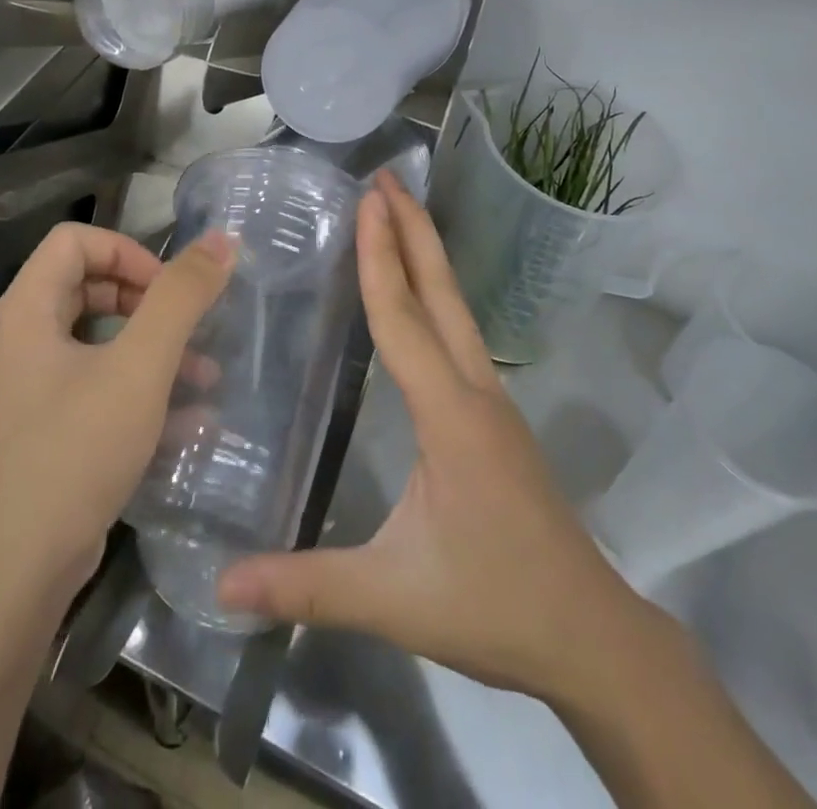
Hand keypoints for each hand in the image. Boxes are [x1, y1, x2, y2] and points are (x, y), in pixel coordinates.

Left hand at [0, 222, 234, 607]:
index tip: (168, 290)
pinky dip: (136, 386)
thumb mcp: (139, 368)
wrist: (16, 574)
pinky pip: (93, 383)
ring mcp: (28, 386)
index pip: (74, 240)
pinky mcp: (42, 427)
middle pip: (85, 284)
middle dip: (145, 301)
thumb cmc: (75, 453)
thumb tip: (220, 240)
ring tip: (203, 378)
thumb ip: (180, 299)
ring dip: (150, 347)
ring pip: (95, 338)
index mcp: (27, 310)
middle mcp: (20, 339)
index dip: (127, 251)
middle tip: (186, 328)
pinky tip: (185, 419)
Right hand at [218, 174, 657, 708]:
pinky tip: (418, 297)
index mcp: (449, 416)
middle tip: (386, 178)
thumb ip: (307, 587)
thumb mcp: (394, 598)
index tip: (368, 200)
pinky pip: (460, 334)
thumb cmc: (495, 606)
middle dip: (412, 230)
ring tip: (397, 216)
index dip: (379, 257)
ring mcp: (492, 402)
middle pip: (441, 294)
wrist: (593, 637)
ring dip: (426, 256)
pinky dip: (435, 295)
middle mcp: (475, 392)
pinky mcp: (495, 418)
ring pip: (456, 310)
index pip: (403, 319)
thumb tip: (222, 584)